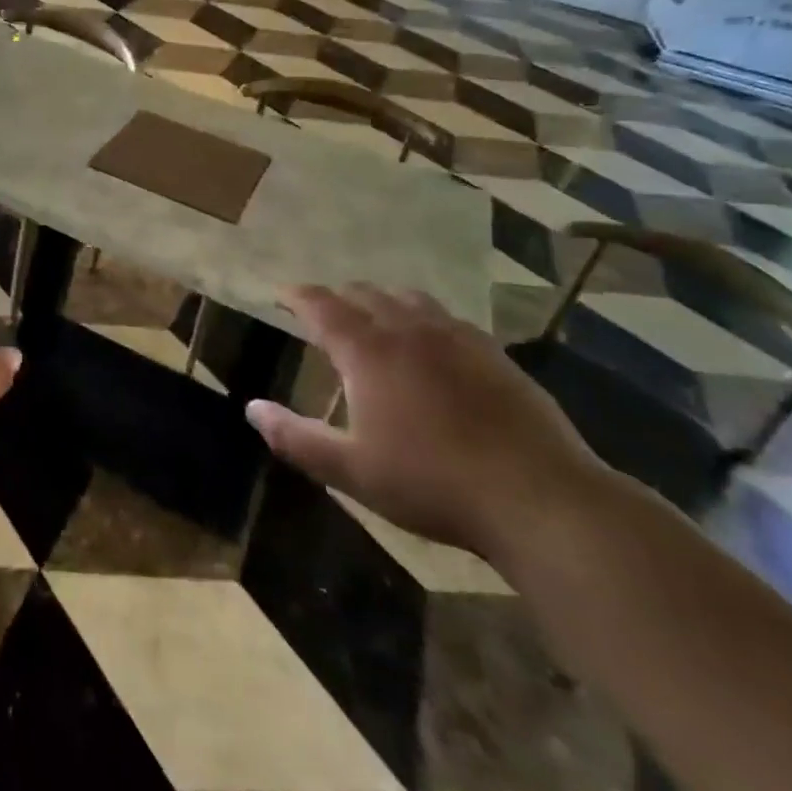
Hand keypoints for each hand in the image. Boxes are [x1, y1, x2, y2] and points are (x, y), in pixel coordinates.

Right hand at [246, 284, 606, 558]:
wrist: (539, 497)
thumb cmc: (432, 483)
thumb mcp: (351, 469)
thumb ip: (296, 437)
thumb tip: (252, 409)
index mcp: (368, 351)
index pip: (322, 306)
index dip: (298, 296)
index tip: (282, 293)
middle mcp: (408, 330)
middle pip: (365, 294)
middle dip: (338, 296)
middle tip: (323, 310)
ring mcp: (457, 338)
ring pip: (408, 298)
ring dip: (381, 300)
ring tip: (373, 315)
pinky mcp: (494, 354)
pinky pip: (447, 317)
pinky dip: (423, 316)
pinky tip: (431, 340)